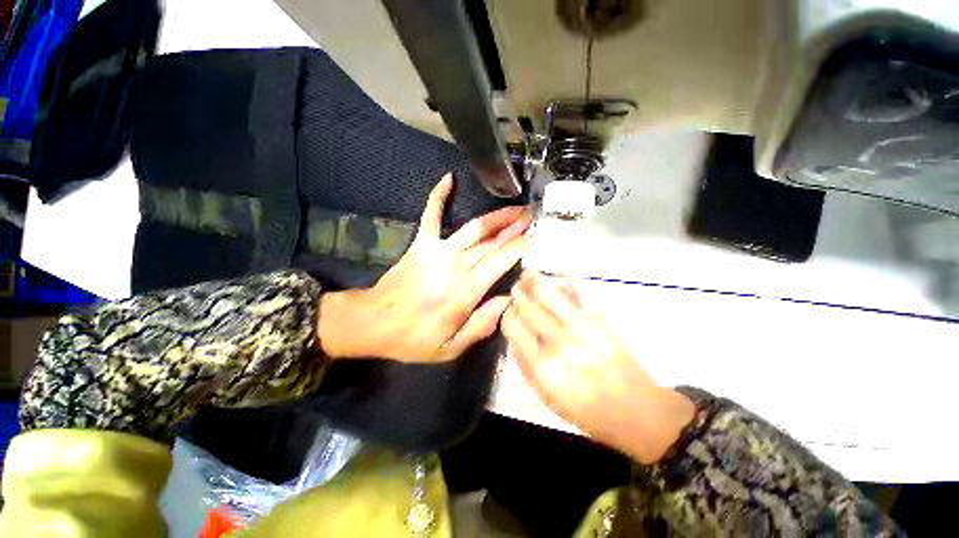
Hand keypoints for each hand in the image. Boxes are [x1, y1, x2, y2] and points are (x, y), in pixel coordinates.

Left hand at [319, 173, 530, 362]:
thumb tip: (509, 300)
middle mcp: (457, 264)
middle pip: (493, 241)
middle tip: (533, 217)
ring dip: (496, 216)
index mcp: (467, 289)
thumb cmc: (415, 338)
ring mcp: (438, 249)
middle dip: (515, 228)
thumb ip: (483, 324)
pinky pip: (431, 214)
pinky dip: (439, 196)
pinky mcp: (421, 243)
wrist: (374, 323)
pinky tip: (448, 179)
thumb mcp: (452, 347)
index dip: (521, 246)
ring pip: (474, 227)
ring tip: (514, 207)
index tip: (537, 237)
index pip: (502, 260)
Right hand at [501, 271, 694, 463]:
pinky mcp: (599, 320)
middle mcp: (558, 343)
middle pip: (529, 307)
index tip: (510, 311)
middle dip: (518, 294)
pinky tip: (557, 278)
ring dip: (534, 281)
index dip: (508, 314)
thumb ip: (524, 364)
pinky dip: (563, 282)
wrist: (634, 409)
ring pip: (549, 294)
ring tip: (528, 274)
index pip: (514, 326)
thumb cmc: (585, 409)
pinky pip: (576, 293)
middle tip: (517, 288)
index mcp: (542, 366)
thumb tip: (514, 334)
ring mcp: (580, 328)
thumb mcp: (545, 396)